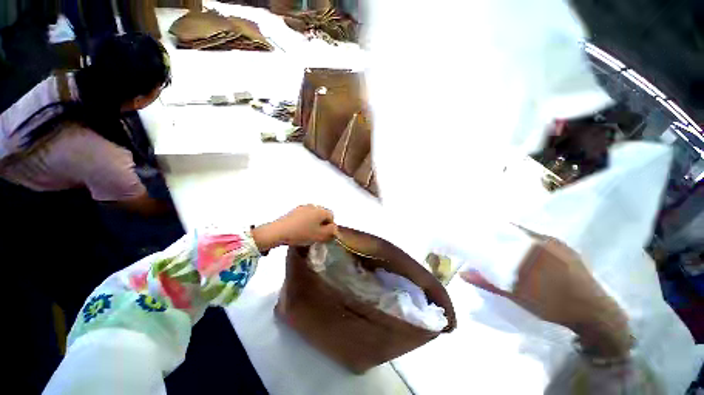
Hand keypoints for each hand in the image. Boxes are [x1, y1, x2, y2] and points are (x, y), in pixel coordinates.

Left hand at [252, 205, 336, 250]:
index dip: (330, 226)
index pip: (331, 216)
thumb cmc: (302, 233)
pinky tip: (299, 230)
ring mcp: (302, 207)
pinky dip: (305, 221)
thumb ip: (331, 231)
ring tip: (307, 233)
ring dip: (313, 222)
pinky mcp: (293, 211)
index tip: (325, 235)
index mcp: (321, 210)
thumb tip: (334, 228)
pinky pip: (304, 215)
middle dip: (322, 224)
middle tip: (317, 234)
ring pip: (313, 215)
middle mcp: (313, 206)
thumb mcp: (320, 235)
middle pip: (322, 214)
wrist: (279, 232)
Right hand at [461, 232, 630, 357]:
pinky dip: (530, 246)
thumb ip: (489, 282)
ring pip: (531, 237)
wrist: (596, 315)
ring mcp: (561, 246)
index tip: (479, 232)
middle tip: (488, 240)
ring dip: (516, 240)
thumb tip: (463, 274)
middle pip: (517, 232)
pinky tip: (527, 256)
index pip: (507, 230)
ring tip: (504, 247)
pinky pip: (544, 243)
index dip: (492, 229)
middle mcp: (547, 241)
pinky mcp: (570, 253)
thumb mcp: (517, 295)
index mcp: (534, 247)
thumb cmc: (553, 304)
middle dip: (501, 234)